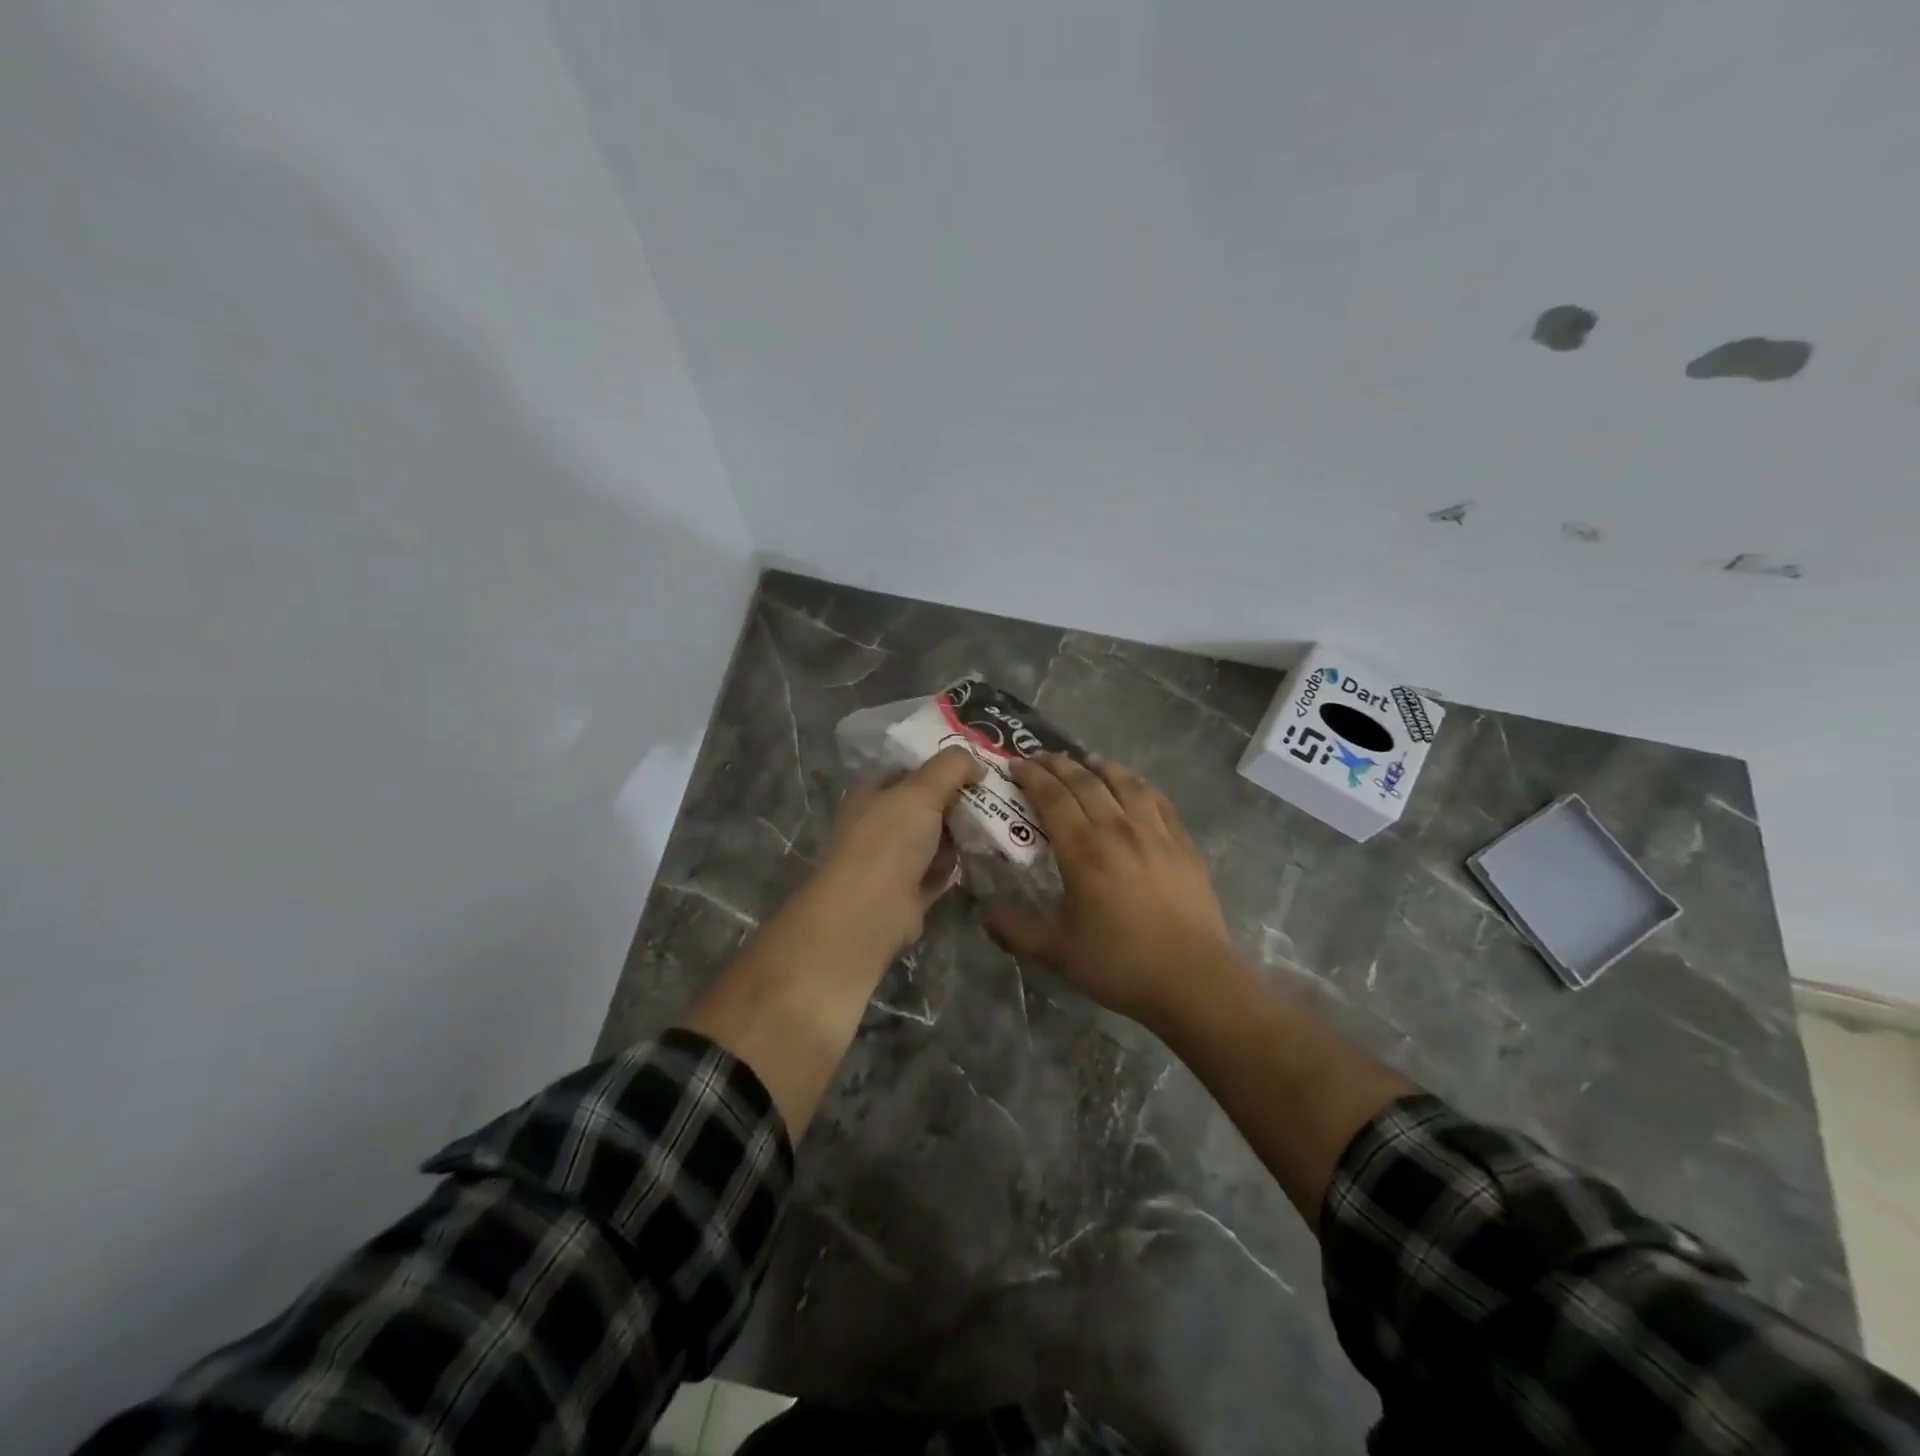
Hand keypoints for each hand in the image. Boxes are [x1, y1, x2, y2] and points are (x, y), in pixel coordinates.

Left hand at [812, 747, 981, 954]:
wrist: (872, 910)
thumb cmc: (890, 839)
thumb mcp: (921, 790)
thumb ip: (950, 767)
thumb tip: (976, 761)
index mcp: (871, 794)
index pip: (908, 770)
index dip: (940, 764)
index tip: (976, 763)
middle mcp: (878, 825)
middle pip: (924, 805)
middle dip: (957, 800)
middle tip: (996, 792)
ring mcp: (892, 860)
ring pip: (934, 839)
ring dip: (962, 833)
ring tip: (1001, 820)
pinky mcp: (909, 891)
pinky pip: (939, 871)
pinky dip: (958, 864)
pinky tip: (987, 853)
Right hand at [986, 754, 1237, 1028]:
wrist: (1193, 979)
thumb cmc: (1119, 963)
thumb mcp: (1057, 952)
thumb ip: (1016, 930)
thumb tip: (984, 915)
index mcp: (1083, 849)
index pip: (1053, 797)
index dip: (1032, 776)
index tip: (1016, 766)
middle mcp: (1118, 829)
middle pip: (1086, 781)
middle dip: (1060, 764)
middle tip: (1042, 758)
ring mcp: (1156, 833)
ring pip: (1126, 783)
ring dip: (1102, 766)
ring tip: (1089, 761)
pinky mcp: (1184, 844)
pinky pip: (1158, 800)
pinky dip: (1140, 785)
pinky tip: (1135, 788)